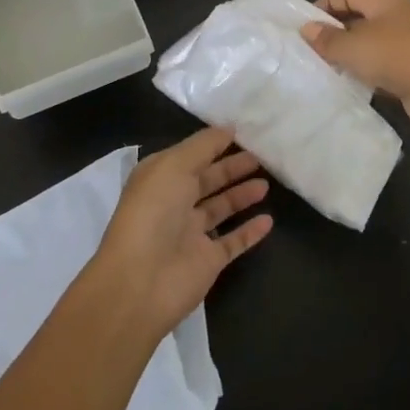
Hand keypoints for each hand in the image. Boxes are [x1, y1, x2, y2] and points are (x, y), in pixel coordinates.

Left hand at [89, 127, 273, 339]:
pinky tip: (269, 220)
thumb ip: (203, 146)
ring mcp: (191, 233)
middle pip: (208, 179)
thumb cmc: (153, 212)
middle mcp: (175, 202)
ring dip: (242, 195)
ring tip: (266, 183)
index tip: (244, 131)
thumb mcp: (174, 165)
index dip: (215, 143)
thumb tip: (228, 128)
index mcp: (161, 177)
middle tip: (261, 156)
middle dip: (232, 167)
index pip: (192, 154)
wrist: (140, 282)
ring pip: (221, 208)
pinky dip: (250, 231)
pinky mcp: (207, 261)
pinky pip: (233, 241)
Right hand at [301, 0, 409, 136]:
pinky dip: (365, 69)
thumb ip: (327, 39)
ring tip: (324, 67)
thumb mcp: (354, 48)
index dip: (323, 6)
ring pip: (369, 41)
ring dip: (349, 53)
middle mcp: (398, 14)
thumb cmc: (397, 59)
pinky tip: (350, 83)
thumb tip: (307, 29)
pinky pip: (382, 62)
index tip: (302, 25)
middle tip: (309, 48)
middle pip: (358, 16)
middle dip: (334, 31)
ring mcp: (409, 40)